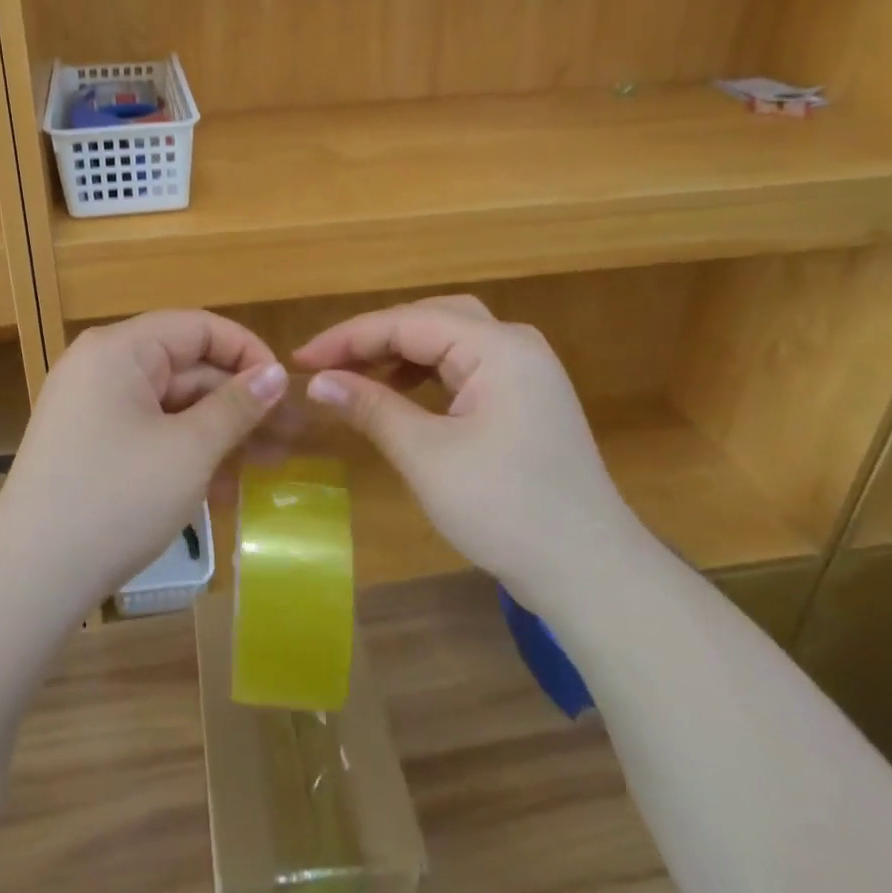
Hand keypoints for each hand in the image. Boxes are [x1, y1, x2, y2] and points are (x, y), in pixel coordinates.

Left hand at [0, 311, 287, 612]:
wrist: (29, 579)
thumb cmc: (115, 502)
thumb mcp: (188, 451)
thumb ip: (237, 406)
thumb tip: (277, 373)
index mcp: (119, 350)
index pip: (198, 328)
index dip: (247, 353)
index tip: (286, 392)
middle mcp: (101, 366)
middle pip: (186, 367)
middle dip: (238, 403)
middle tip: (287, 439)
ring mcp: (91, 406)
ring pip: (171, 404)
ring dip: (217, 432)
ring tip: (265, 468)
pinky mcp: (89, 443)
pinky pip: (148, 431)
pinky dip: (185, 451)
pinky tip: (222, 488)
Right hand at [294, 296, 644, 602]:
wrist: (591, 573)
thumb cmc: (506, 510)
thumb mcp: (427, 456)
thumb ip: (371, 407)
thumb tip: (317, 382)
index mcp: (498, 347)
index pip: (407, 322)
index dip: (348, 338)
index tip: (300, 359)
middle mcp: (515, 346)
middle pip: (431, 318)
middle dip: (375, 337)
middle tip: (327, 363)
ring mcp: (526, 372)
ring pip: (449, 340)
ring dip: (399, 352)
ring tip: (356, 375)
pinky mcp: (525, 399)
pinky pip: (465, 367)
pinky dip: (426, 373)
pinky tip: (400, 393)